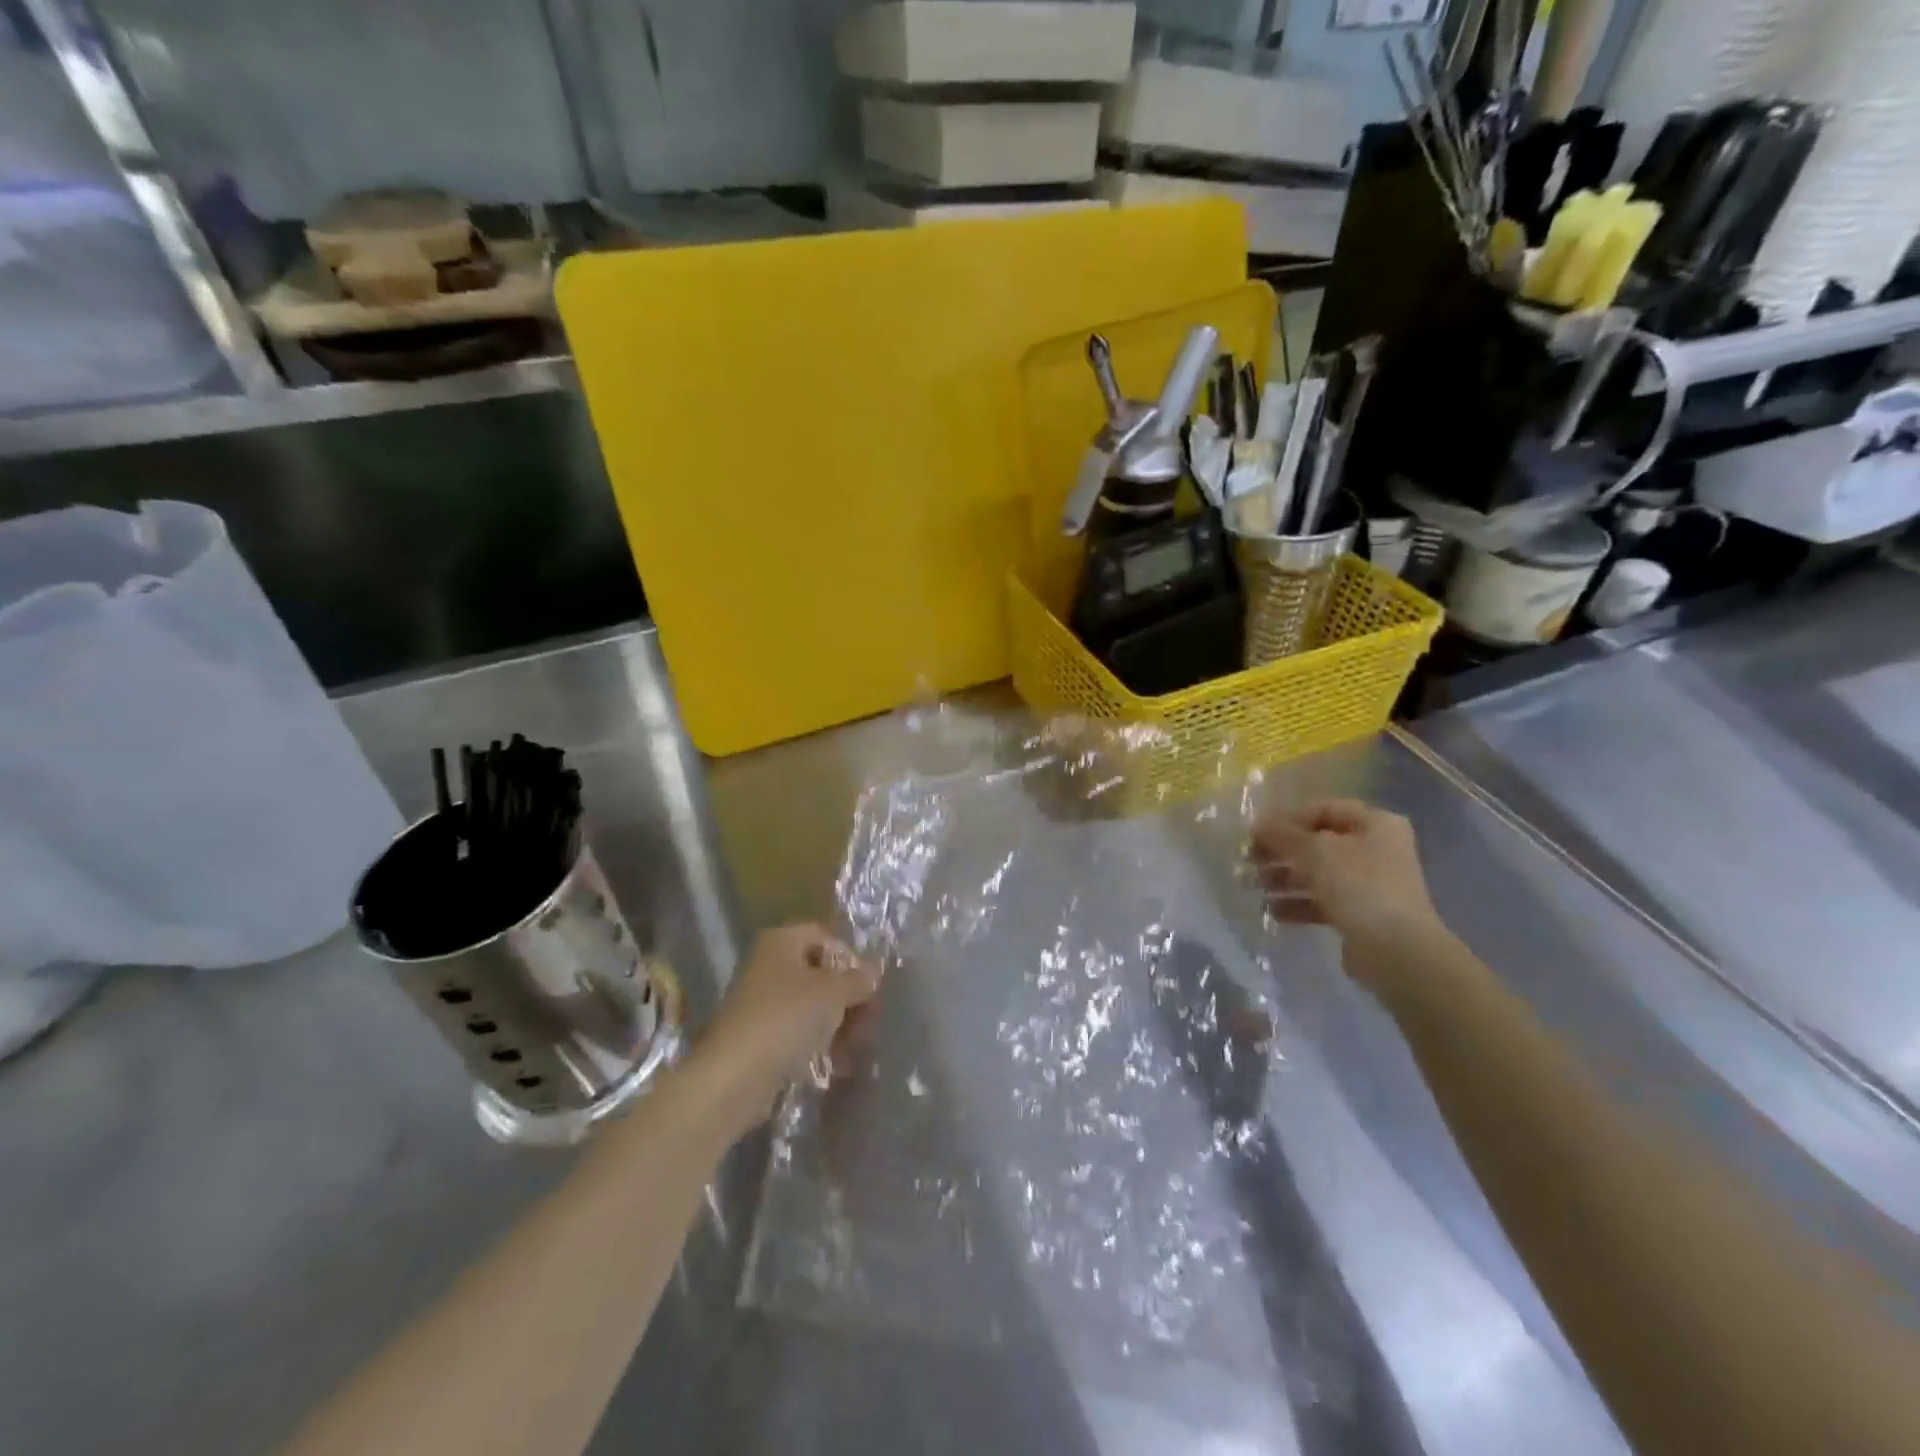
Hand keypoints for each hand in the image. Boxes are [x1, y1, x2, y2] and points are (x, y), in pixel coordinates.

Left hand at [690, 923, 880, 1136]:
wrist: (735, 1075)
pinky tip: (836, 1063)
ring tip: (854, 1046)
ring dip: (835, 1023)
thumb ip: (859, 979)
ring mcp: (760, 1003)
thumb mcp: (834, 992)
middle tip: (867, 1018)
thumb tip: (874, 970)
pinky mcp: (757, 1037)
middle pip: (818, 973)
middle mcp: (767, 965)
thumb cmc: (787, 1017)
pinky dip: (816, 1044)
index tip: (867, 985)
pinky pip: (795, 1032)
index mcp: (781, 941)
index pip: (824, 936)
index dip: (849, 957)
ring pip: (809, 1005)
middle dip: (845, 996)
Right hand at [1250, 799, 1446, 985]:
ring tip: (1254, 888)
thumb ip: (1283, 834)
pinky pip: (1322, 901)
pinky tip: (1272, 911)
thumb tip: (1257, 824)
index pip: (1323, 809)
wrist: (1397, 951)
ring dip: (1283, 878)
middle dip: (1280, 852)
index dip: (1287, 819)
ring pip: (1317, 873)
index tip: (1257, 834)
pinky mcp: (1361, 913)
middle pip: (1317, 843)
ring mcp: (1370, 883)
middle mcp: (1376, 849)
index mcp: (1375, 824)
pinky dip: (1297, 903)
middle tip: (1249, 862)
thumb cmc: (1359, 886)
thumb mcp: (1316, 851)